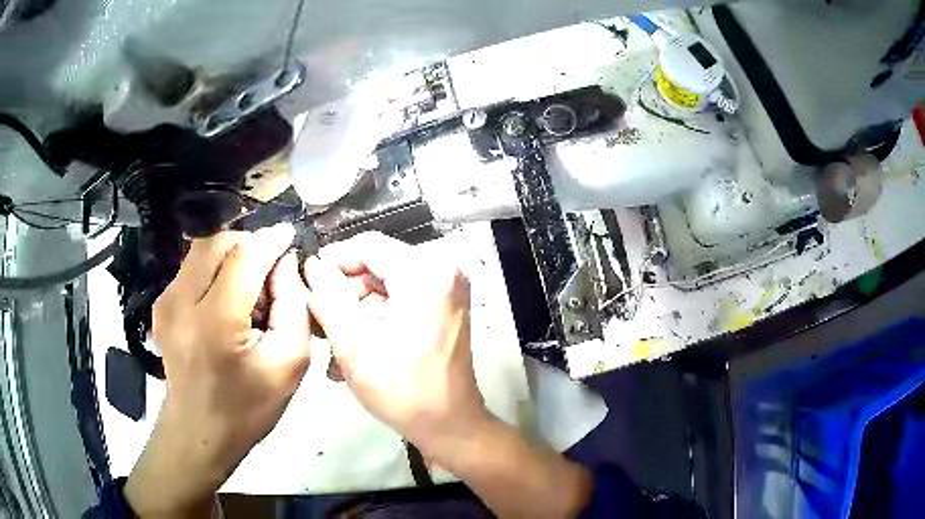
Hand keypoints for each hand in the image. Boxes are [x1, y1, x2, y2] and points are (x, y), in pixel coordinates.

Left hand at [125, 224, 310, 516]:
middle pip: (218, 242)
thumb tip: (286, 264)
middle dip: (249, 245)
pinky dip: (215, 271)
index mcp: (215, 323)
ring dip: (232, 258)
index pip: (245, 256)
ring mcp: (165, 301)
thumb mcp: (289, 366)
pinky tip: (225, 303)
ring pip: (203, 250)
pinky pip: (192, 267)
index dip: (271, 239)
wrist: (198, 432)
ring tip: (247, 293)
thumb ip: (294, 308)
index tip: (291, 236)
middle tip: (269, 273)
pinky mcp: (160, 304)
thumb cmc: (247, 408)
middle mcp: (181, 302)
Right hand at [306, 232, 592, 518]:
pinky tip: (355, 344)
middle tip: (319, 318)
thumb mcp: (355, 344)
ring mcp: (447, 290)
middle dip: (345, 290)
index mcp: (426, 273)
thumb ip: (328, 298)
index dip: (334, 260)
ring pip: (386, 283)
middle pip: (378, 264)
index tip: (308, 281)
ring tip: (333, 340)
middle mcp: (443, 272)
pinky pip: (400, 298)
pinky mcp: (444, 308)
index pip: (368, 245)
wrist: (450, 426)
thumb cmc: (403, 391)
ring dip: (356, 308)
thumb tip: (312, 266)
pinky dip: (375, 316)